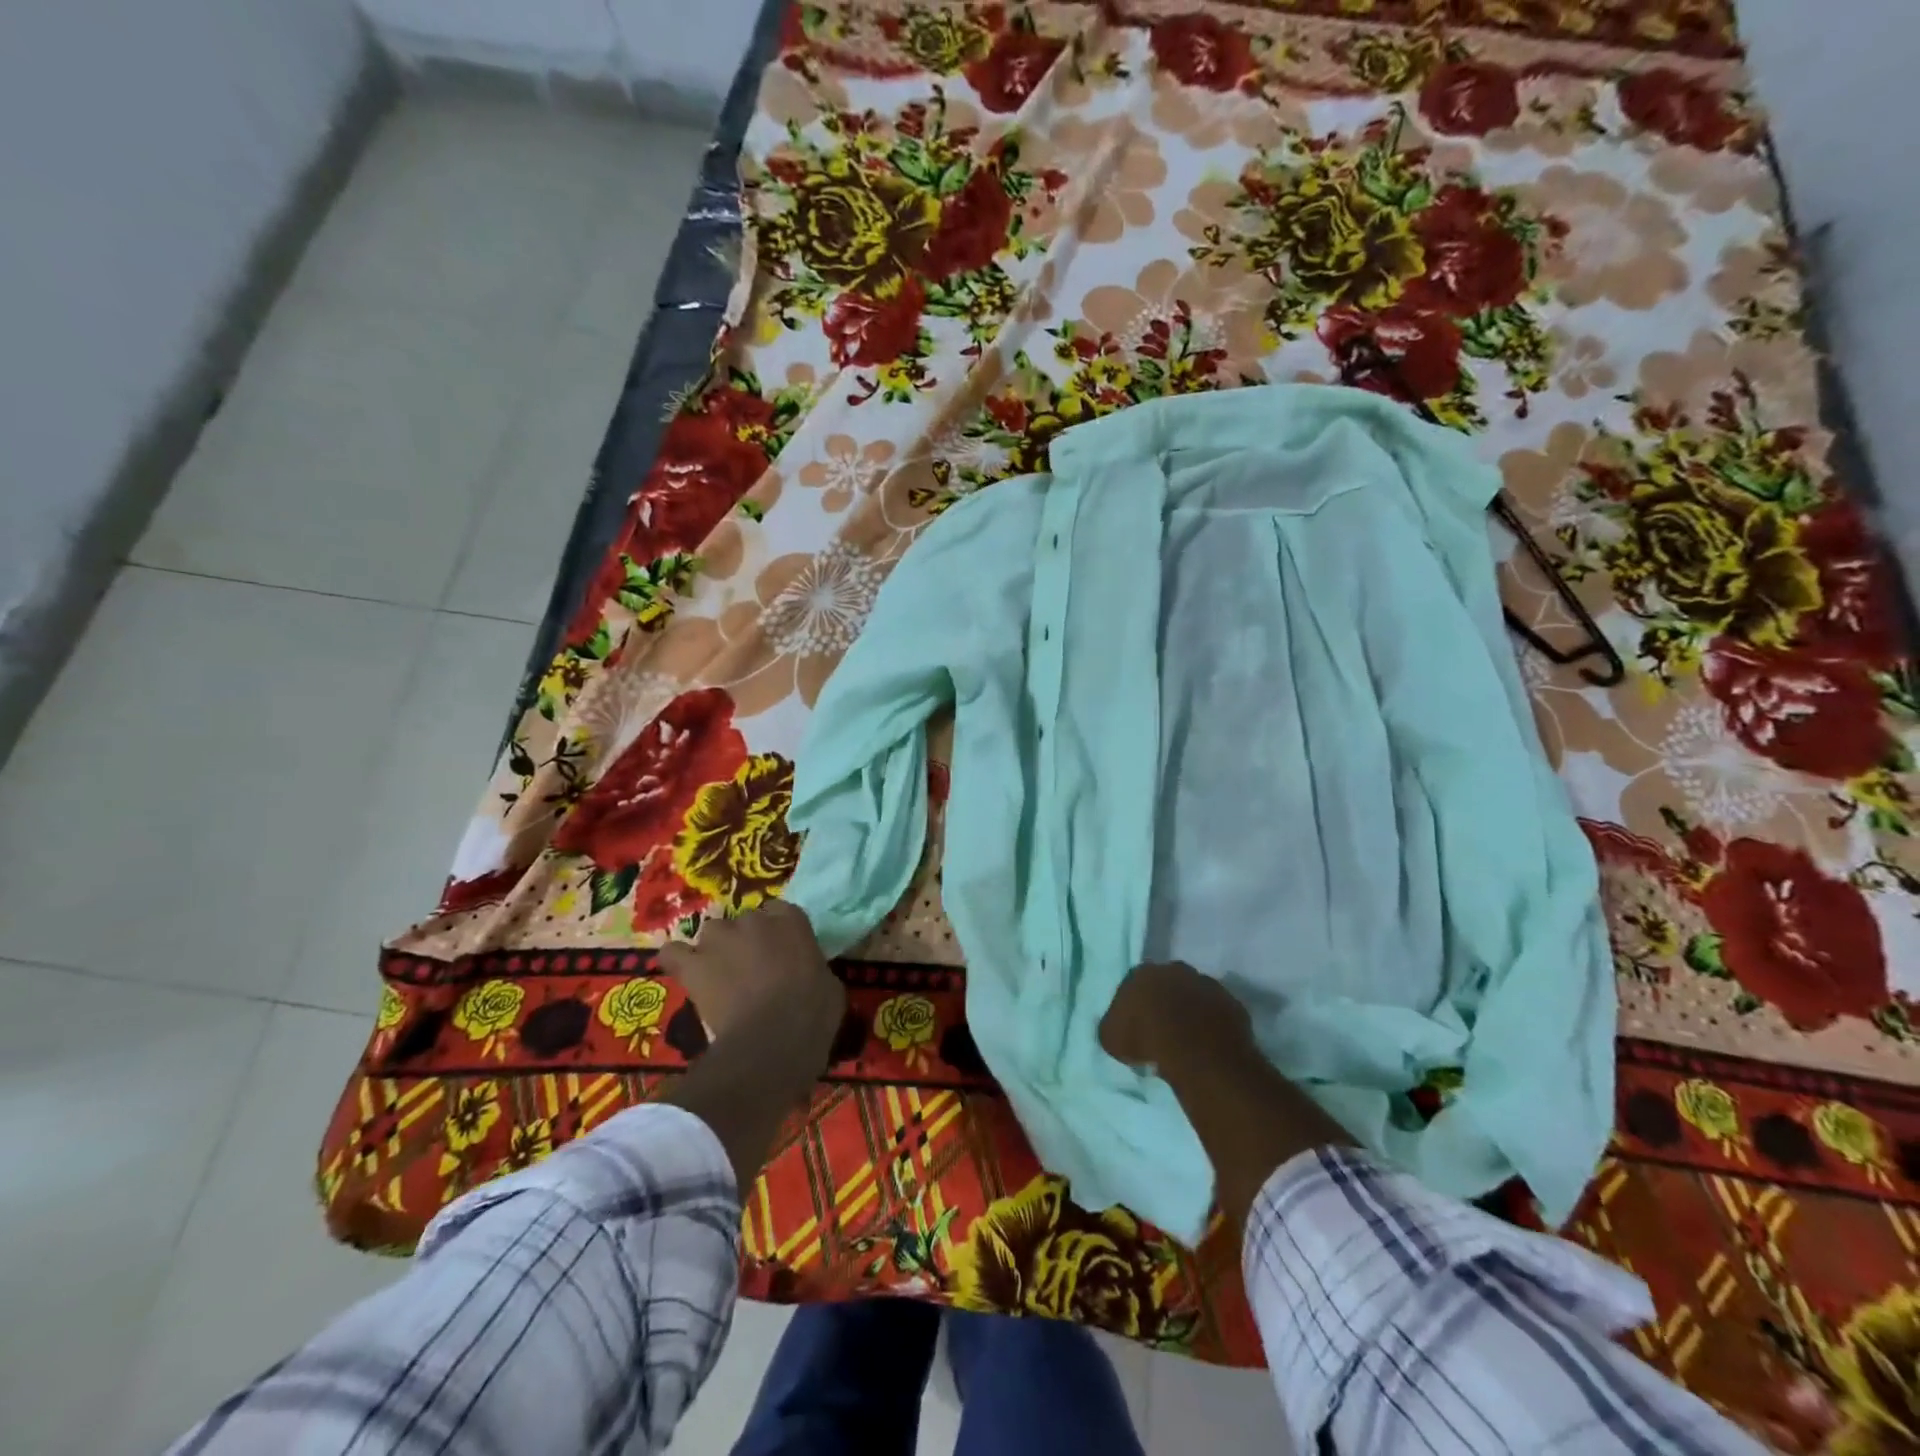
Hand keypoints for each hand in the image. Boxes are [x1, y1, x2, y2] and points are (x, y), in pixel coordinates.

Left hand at [657, 902, 845, 1050]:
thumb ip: (812, 967)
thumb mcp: (829, 984)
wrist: (773, 1040)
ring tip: (721, 976)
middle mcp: (753, 919)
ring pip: (712, 933)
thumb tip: (806, 974)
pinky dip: (677, 961)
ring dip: (716, 950)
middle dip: (746, 941)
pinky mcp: (693, 965)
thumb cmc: (813, 1013)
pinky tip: (685, 974)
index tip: (781, 954)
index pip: (780, 912)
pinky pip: (673, 953)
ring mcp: (719, 938)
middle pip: (744, 921)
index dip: (778, 933)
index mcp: (791, 920)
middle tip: (753, 971)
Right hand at [1100, 961, 1253, 1072]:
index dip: (1135, 1007)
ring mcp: (1207, 984)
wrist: (1196, 1050)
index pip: (1134, 985)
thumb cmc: (1145, 1039)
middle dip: (1165, 1003)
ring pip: (1195, 996)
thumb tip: (1117, 1027)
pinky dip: (1213, 1025)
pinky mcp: (1232, 1003)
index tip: (1136, 1027)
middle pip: (1167, 984)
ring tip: (1188, 1040)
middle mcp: (1175, 969)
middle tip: (1162, 1031)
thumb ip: (1113, 1026)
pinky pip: (1218, 1013)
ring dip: (1191, 1012)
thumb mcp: (1110, 1038)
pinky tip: (1208, 1045)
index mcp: (1142, 972)